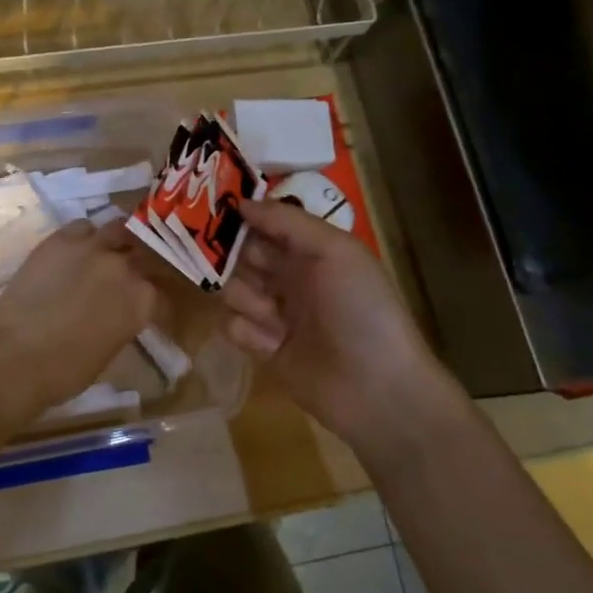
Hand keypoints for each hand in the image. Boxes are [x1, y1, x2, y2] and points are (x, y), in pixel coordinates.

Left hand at [0, 220, 164, 419]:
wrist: (15, 357)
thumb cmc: (66, 371)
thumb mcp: (111, 350)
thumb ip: (125, 322)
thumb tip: (122, 314)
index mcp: (142, 300)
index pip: (162, 295)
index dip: (158, 304)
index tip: (152, 310)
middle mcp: (124, 267)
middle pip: (146, 254)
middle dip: (144, 264)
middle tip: (135, 274)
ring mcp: (92, 248)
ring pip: (119, 228)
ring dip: (119, 240)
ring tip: (110, 250)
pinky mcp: (60, 239)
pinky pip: (82, 227)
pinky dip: (86, 236)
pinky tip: (79, 249)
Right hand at [222, 199, 463, 455]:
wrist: (377, 389)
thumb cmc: (361, 310)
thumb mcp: (335, 251)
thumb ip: (288, 222)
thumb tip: (241, 203)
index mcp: (312, 252)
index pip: (267, 224)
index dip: (243, 218)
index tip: (215, 212)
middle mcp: (292, 278)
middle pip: (244, 256)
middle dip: (232, 257)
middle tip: (224, 262)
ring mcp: (277, 315)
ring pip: (234, 290)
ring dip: (244, 297)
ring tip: (271, 316)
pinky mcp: (265, 350)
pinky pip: (234, 327)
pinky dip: (245, 330)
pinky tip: (269, 342)